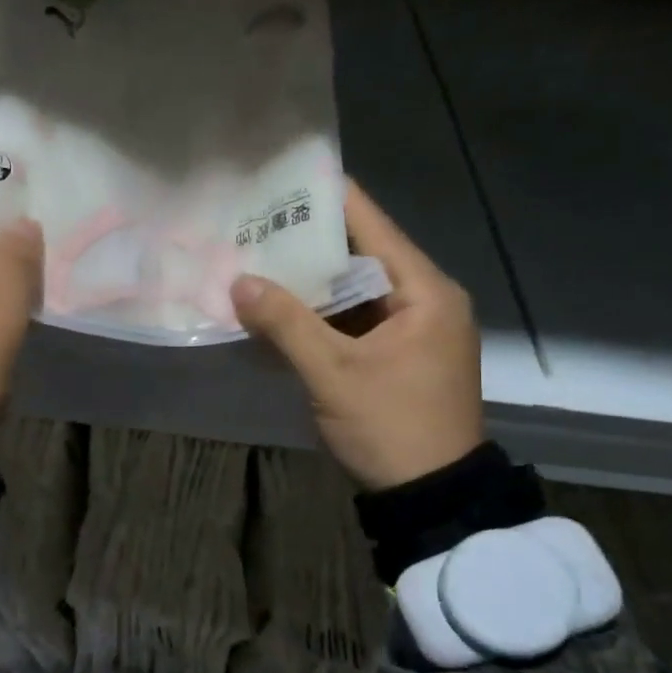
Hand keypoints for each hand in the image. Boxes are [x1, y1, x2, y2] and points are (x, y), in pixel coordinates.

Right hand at [231, 182, 483, 490]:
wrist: (432, 497)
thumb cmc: (391, 426)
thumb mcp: (333, 373)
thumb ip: (286, 323)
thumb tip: (239, 282)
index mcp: (424, 291)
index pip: (373, 225)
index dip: (329, 199)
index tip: (285, 176)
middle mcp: (425, 300)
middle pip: (360, 256)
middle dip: (307, 245)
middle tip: (254, 224)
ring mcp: (413, 331)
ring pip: (355, 292)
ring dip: (310, 284)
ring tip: (257, 261)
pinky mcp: (400, 357)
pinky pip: (355, 322)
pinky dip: (321, 317)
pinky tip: (279, 311)